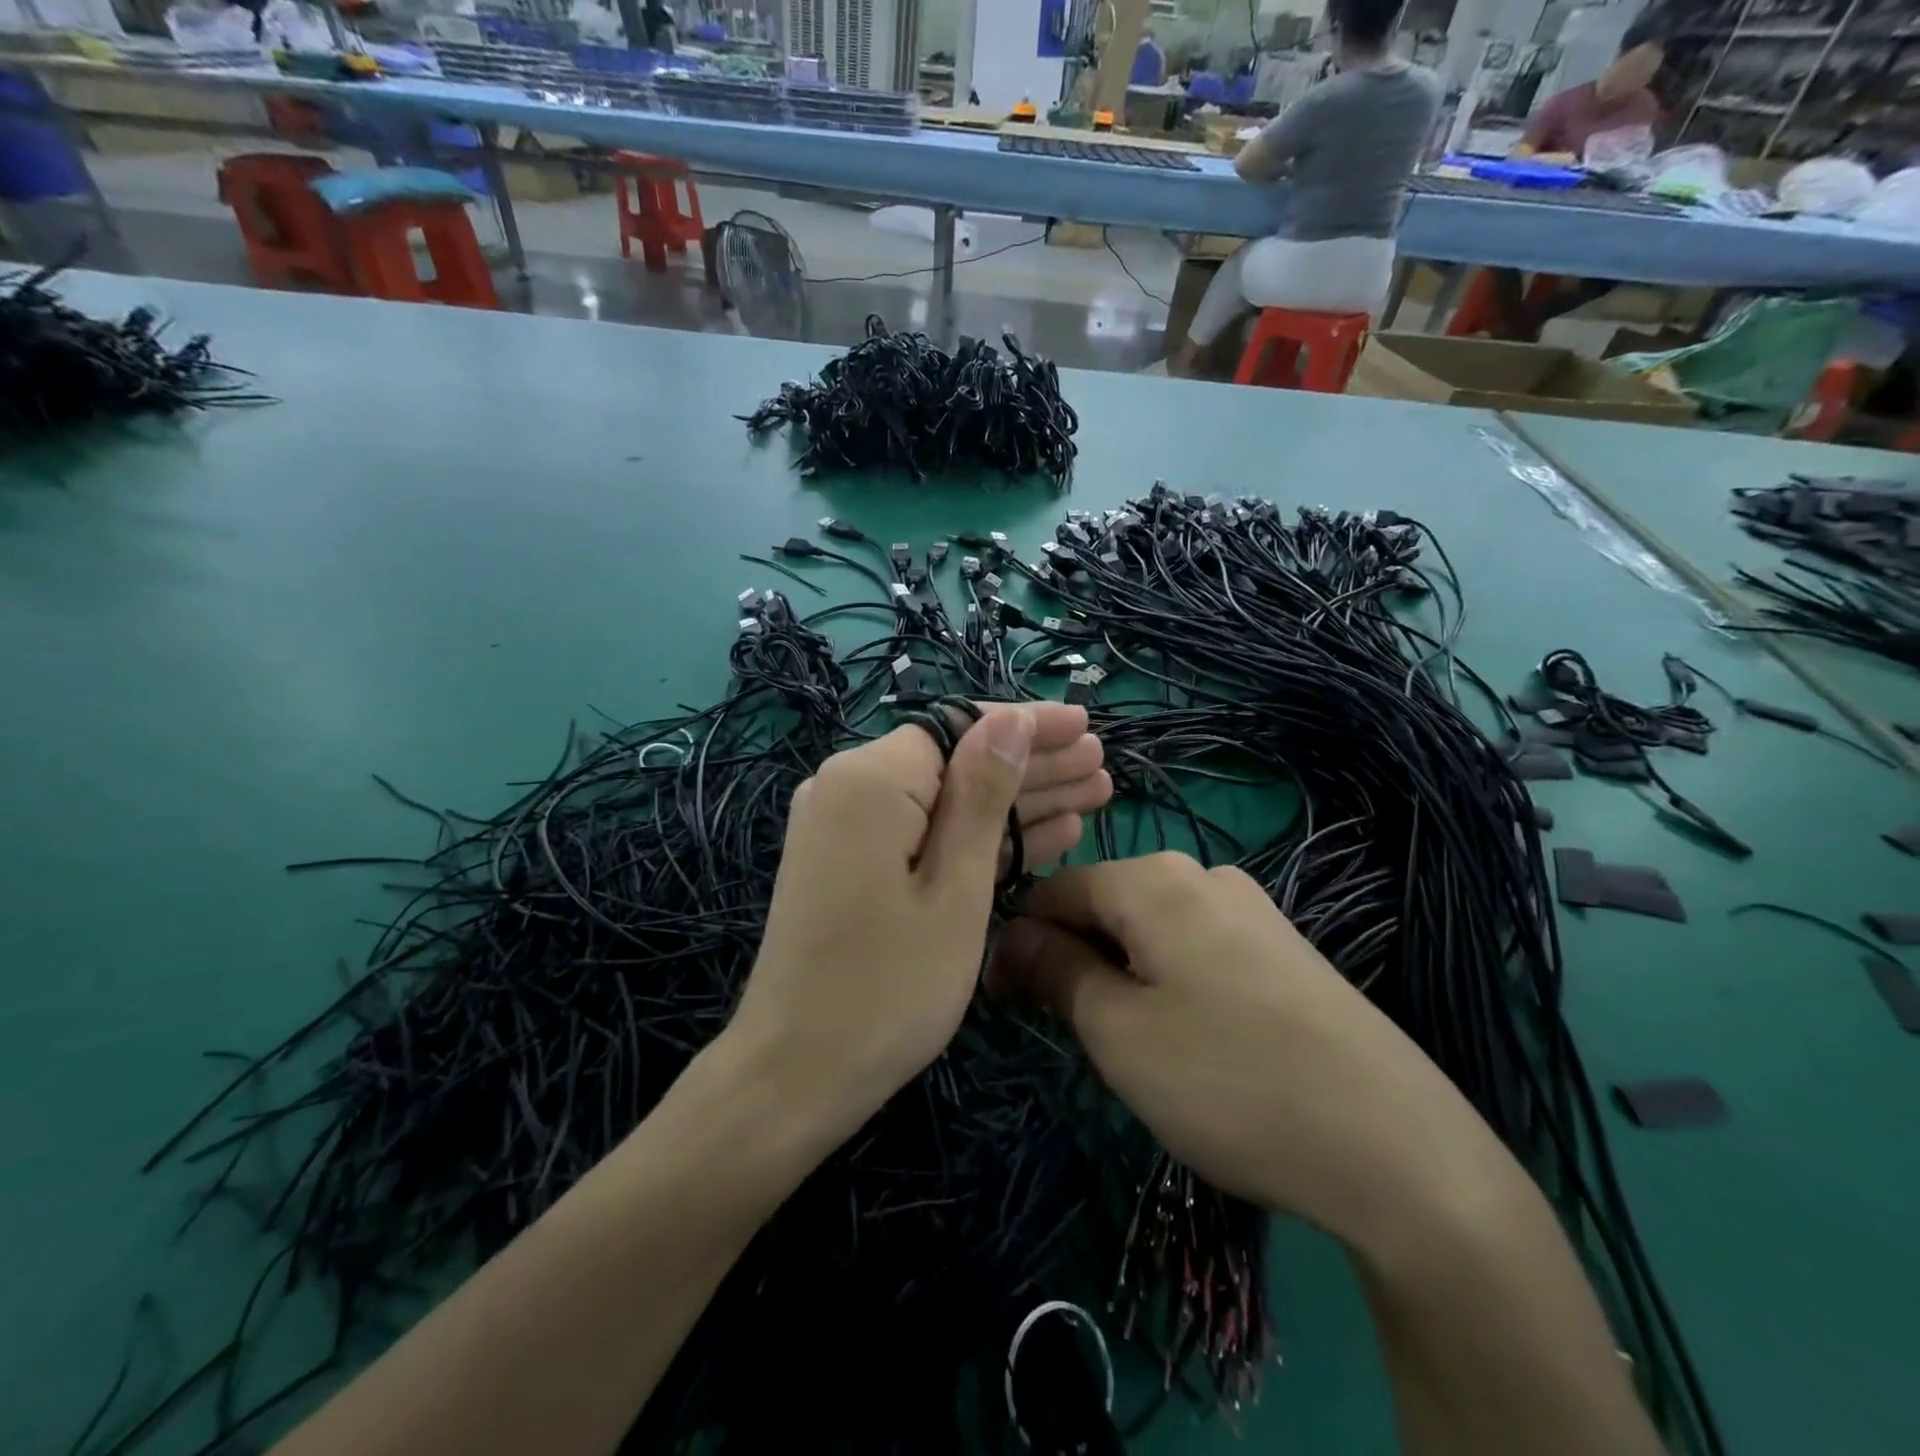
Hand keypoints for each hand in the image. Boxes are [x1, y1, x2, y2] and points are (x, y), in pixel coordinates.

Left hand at [727, 703, 1111, 1141]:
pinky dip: (981, 839)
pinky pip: (927, 835)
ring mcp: (849, 829)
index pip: (959, 727)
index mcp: (868, 781)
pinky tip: (1049, 836)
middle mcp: (849, 789)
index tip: (1085, 723)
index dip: (1027, 725)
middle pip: (956, 761)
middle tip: (1100, 764)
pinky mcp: (855, 864)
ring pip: (948, 800)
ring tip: (1093, 792)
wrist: (796, 1073)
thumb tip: (1010, 720)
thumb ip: (983, 795)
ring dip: (1018, 801)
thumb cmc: (888, 988)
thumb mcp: (954, 888)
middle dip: (1031, 764)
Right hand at [989, 854, 1514, 1248]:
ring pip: (1148, 928)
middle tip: (1064, 1032)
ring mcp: (1250, 907)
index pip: (1054, 889)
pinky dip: (1164, 979)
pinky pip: (1194, 946)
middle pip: (1104, 904)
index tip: (1004, 1002)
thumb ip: (1055, 970)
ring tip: (1126, 1043)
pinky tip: (1185, 1038)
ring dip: (1116, 972)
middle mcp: (1202, 874)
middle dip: (1070, 958)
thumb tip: (1011, 938)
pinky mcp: (1281, 946)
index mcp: (1154, 880)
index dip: (1019, 941)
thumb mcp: (1119, 1031)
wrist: (1398, 1147)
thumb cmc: (1230, 1080)